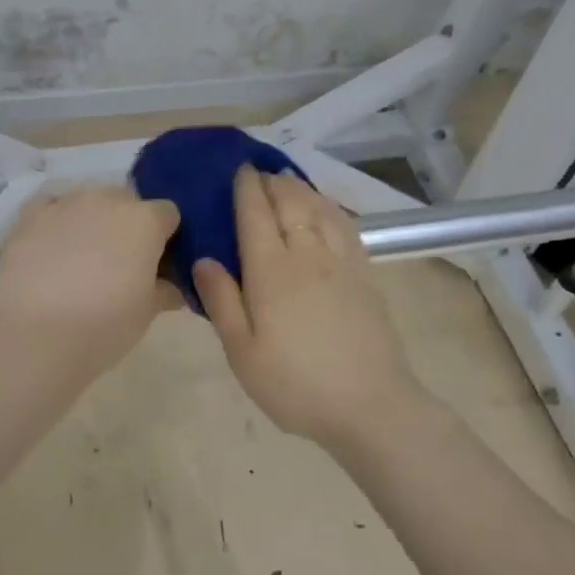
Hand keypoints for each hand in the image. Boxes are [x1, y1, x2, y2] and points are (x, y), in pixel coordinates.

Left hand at [0, 186, 181, 383]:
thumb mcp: (147, 313)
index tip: (159, 262)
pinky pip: (51, 206)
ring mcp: (66, 203)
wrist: (35, 336)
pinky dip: (56, 220)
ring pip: (88, 201)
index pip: (167, 214)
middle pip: (127, 201)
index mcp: (144, 221)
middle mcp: (107, 200)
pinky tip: (52, 245)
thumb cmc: (104, 325)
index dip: (166, 236)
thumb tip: (172, 288)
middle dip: (128, 224)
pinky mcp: (30, 215)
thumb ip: (165, 291)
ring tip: (81, 258)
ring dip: (92, 220)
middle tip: (121, 262)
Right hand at [194, 167, 426, 448]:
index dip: (246, 188)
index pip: (256, 215)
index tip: (238, 169)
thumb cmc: (296, 384)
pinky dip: (330, 207)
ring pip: (319, 209)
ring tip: (287, 180)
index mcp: (271, 271)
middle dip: (272, 182)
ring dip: (301, 188)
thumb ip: (222, 302)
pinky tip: (325, 208)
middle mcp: (307, 255)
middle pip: (290, 203)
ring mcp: (341, 262)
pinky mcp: (365, 275)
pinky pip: (345, 226)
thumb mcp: (243, 353)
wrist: (371, 405)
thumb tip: (204, 259)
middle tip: (258, 172)